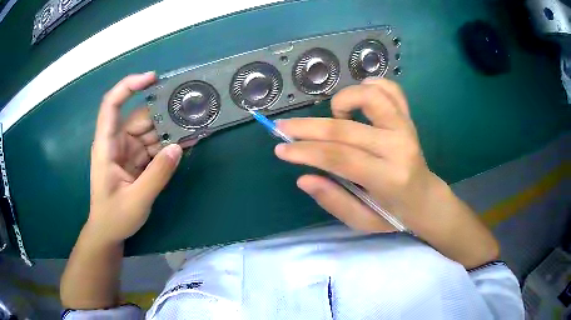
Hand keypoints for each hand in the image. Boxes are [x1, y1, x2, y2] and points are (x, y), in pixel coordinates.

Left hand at [88, 72, 182, 243]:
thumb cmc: (114, 217)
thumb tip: (178, 147)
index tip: (152, 79)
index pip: (111, 105)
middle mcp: (117, 142)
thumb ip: (157, 175)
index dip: (129, 86)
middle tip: (191, 112)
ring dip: (171, 130)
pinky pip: (154, 146)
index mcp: (106, 146)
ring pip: (150, 131)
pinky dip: (169, 146)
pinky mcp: (137, 160)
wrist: (109, 232)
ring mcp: (128, 151)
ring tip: (195, 128)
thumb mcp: (136, 200)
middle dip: (164, 114)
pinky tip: (187, 144)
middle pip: (140, 118)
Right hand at [275, 78, 498, 266]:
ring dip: (343, 101)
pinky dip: (370, 86)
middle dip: (307, 127)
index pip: (340, 157)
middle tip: (283, 127)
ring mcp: (405, 127)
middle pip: (345, 129)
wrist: (426, 199)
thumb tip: (303, 177)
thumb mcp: (363, 222)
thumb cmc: (394, 214)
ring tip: (335, 116)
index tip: (280, 148)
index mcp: (388, 178)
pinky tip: (358, 99)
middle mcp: (398, 146)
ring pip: (370, 96)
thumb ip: (334, 200)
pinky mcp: (408, 118)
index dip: (306, 151)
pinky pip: (390, 89)